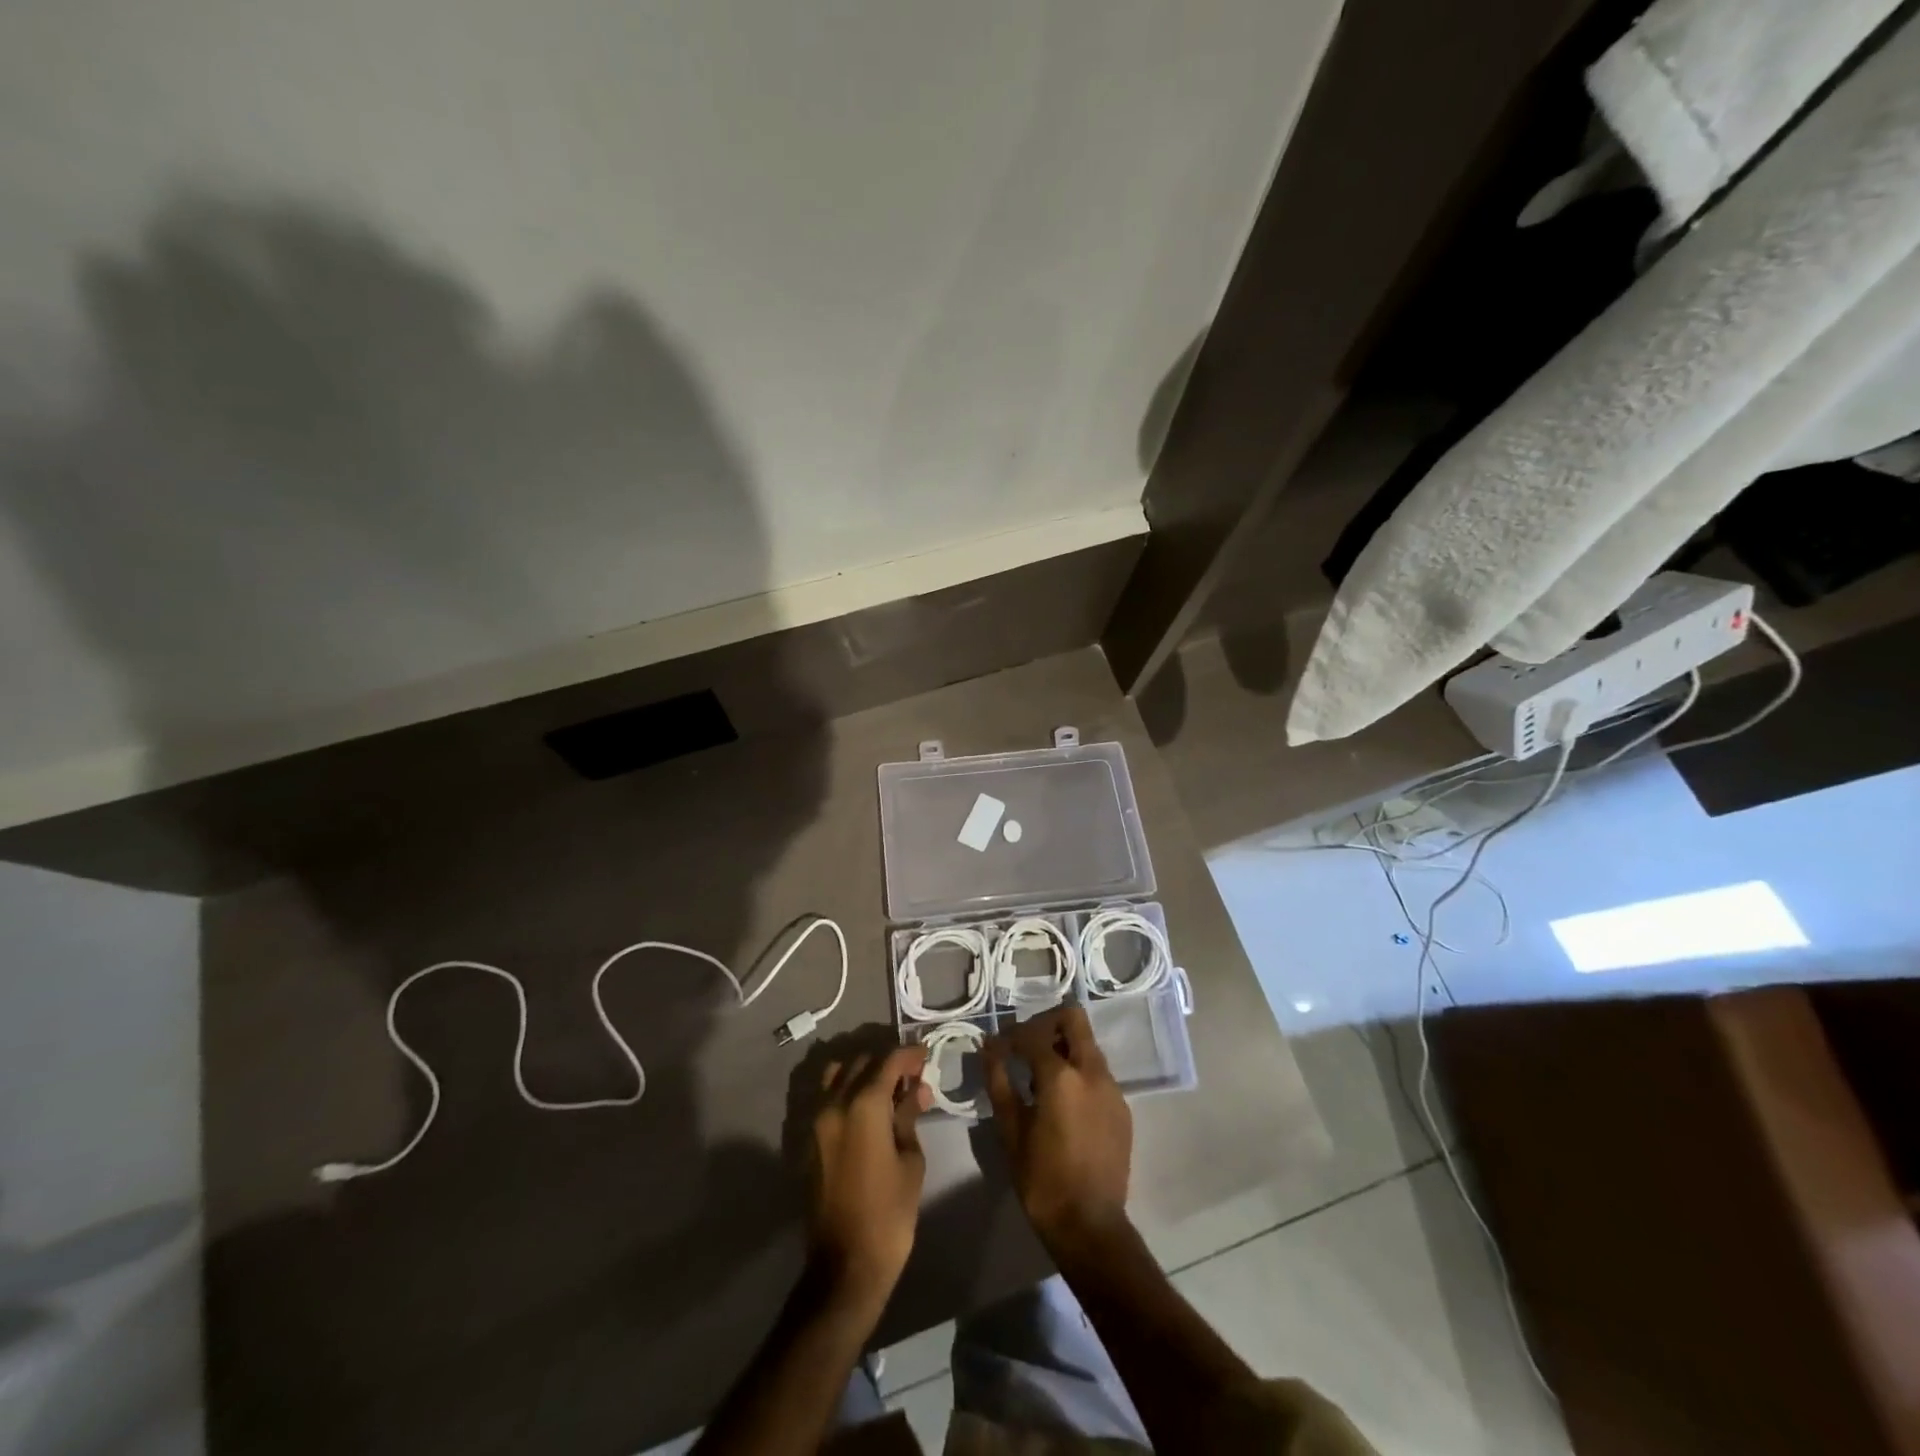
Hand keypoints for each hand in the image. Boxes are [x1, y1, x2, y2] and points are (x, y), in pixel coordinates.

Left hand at [808, 1044, 932, 1305]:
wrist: (845, 1265)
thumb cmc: (889, 1214)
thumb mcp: (910, 1161)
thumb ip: (909, 1117)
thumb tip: (916, 1090)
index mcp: (863, 1105)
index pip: (888, 1061)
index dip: (909, 1054)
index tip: (926, 1054)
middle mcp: (835, 1103)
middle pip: (862, 1063)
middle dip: (888, 1063)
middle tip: (912, 1076)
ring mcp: (817, 1121)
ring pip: (838, 1075)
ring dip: (863, 1073)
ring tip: (887, 1090)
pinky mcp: (810, 1140)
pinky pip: (828, 1098)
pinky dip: (847, 1091)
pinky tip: (868, 1110)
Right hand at [984, 1006, 1131, 1245]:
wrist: (1090, 1227)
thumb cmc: (1042, 1180)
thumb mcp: (1010, 1131)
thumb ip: (999, 1082)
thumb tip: (989, 1049)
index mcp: (1062, 1076)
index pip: (1032, 1034)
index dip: (1010, 1036)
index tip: (996, 1047)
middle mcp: (1093, 1072)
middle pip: (1073, 1019)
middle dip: (1045, 1024)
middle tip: (1025, 1046)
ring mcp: (1112, 1089)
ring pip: (1088, 1046)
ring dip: (1063, 1048)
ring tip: (1039, 1077)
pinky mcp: (1122, 1108)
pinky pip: (1097, 1073)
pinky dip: (1078, 1072)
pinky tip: (1061, 1101)